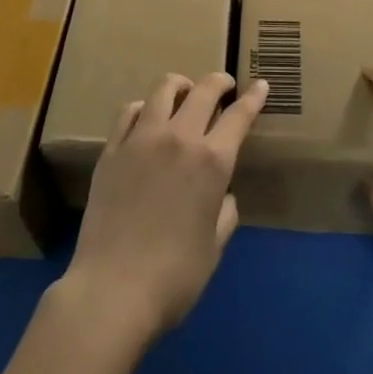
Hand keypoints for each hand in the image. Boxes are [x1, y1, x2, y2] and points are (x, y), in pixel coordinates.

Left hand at [59, 72, 268, 344]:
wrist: (112, 291)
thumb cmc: (175, 278)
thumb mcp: (214, 247)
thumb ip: (224, 212)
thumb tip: (221, 195)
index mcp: (212, 161)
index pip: (239, 115)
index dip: (253, 97)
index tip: (260, 85)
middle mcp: (179, 138)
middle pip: (204, 90)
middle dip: (219, 82)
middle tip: (225, 86)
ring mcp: (142, 139)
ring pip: (163, 88)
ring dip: (181, 86)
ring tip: (185, 94)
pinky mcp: (112, 149)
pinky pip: (130, 111)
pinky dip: (145, 107)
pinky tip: (147, 118)